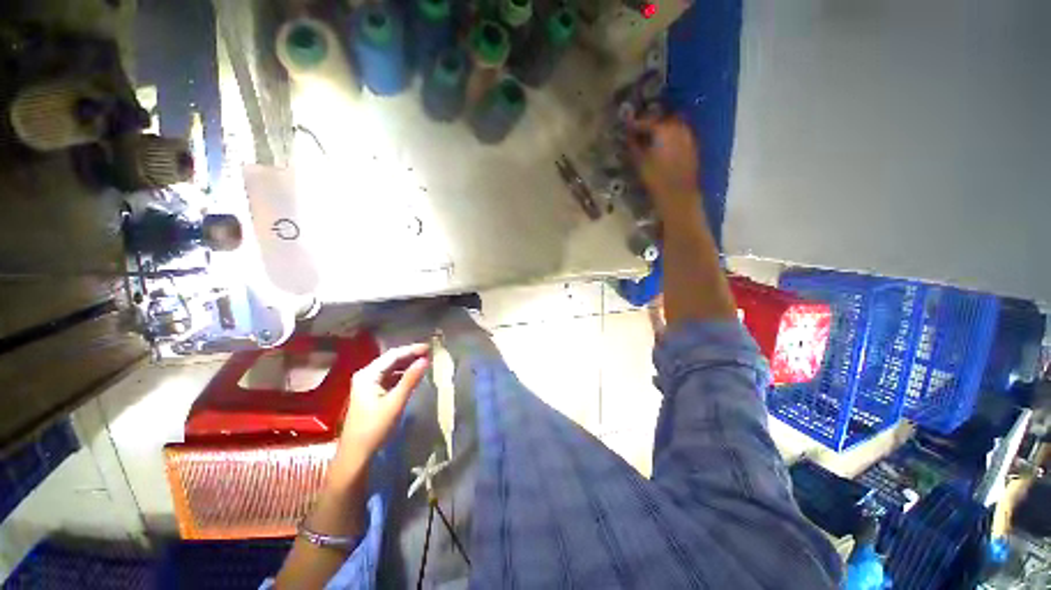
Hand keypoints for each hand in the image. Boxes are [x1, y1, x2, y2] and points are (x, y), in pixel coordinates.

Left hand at [339, 343, 430, 459]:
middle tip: (430, 353)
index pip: (393, 355)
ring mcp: (368, 384)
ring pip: (391, 368)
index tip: (430, 347)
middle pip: (391, 359)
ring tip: (425, 362)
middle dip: (410, 355)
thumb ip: (410, 379)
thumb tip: (426, 360)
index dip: (412, 349)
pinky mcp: (372, 393)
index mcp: (368, 375)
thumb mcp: (395, 402)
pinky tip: (414, 376)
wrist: (356, 454)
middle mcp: (366, 375)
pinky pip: (390, 378)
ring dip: (407, 364)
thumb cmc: (374, 427)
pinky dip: (403, 375)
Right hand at [627, 116, 702, 221]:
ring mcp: (688, 135)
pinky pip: (679, 134)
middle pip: (662, 119)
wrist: (678, 194)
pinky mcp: (692, 145)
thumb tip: (628, 134)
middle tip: (639, 130)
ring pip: (672, 125)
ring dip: (661, 128)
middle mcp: (678, 127)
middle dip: (650, 123)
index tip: (627, 126)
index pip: (646, 121)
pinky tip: (663, 146)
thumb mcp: (639, 161)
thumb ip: (633, 144)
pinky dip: (670, 137)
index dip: (635, 123)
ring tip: (651, 138)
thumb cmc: (655, 179)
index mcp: (663, 129)